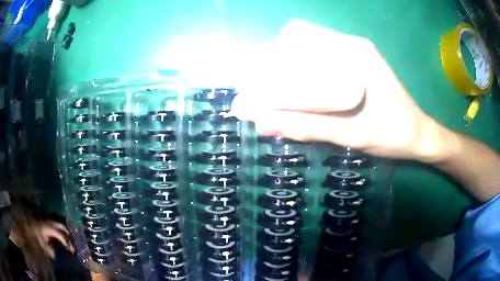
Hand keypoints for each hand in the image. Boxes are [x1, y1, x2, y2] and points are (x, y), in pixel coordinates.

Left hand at [34, 221, 74, 258]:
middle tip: (72, 245)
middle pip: (61, 226)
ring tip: (68, 243)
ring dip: (65, 234)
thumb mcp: (40, 243)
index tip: (70, 250)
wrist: (25, 225)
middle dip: (68, 235)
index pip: (60, 234)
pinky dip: (60, 233)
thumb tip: (55, 255)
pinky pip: (55, 228)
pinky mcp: (46, 224)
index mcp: (48, 227)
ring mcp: (48, 222)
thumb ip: (49, 250)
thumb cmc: (33, 234)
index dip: (66, 242)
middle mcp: (49, 223)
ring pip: (59, 226)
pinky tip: (60, 240)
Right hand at [230, 19, 445, 161]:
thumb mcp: (352, 134)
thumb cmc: (394, 134)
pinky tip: (302, 93)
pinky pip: (325, 62)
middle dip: (281, 61)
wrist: (420, 138)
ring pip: (314, 52)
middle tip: (266, 87)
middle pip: (305, 42)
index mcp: (354, 51)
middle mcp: (353, 46)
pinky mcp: (359, 68)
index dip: (276, 51)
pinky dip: (308, 73)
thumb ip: (308, 128)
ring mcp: (357, 56)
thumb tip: (261, 122)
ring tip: (278, 91)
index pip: (303, 35)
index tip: (262, 75)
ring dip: (293, 68)